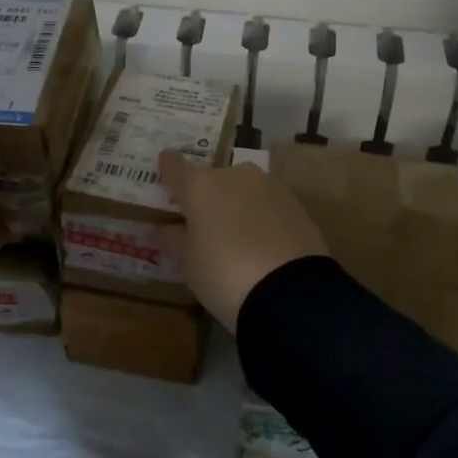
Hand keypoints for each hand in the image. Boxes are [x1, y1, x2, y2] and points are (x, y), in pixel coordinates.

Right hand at [157, 150, 327, 328]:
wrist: (289, 291)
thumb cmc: (224, 275)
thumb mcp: (188, 264)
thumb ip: (173, 240)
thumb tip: (161, 228)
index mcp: (200, 186)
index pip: (175, 166)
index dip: (167, 168)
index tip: (165, 170)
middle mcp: (234, 176)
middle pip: (212, 179)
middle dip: (207, 196)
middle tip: (203, 224)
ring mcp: (269, 186)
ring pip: (243, 189)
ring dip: (236, 204)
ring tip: (237, 237)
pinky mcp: (295, 202)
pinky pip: (267, 204)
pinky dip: (261, 216)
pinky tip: (263, 243)